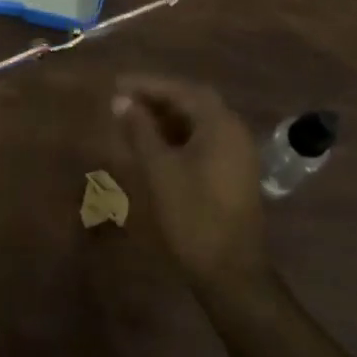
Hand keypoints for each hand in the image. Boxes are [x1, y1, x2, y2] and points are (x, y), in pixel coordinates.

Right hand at [112, 76, 267, 296]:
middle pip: (193, 103)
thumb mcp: (159, 169)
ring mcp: (237, 154)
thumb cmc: (192, 215)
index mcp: (221, 125)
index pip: (182, 89)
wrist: (230, 272)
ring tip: (132, 120)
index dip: (149, 84)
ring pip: (198, 123)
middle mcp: (234, 132)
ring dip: (166, 118)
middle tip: (124, 100)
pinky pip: (204, 141)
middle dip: (157, 98)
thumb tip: (121, 101)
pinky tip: (153, 145)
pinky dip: (178, 136)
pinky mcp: (233, 173)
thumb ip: (140, 130)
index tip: (119, 84)